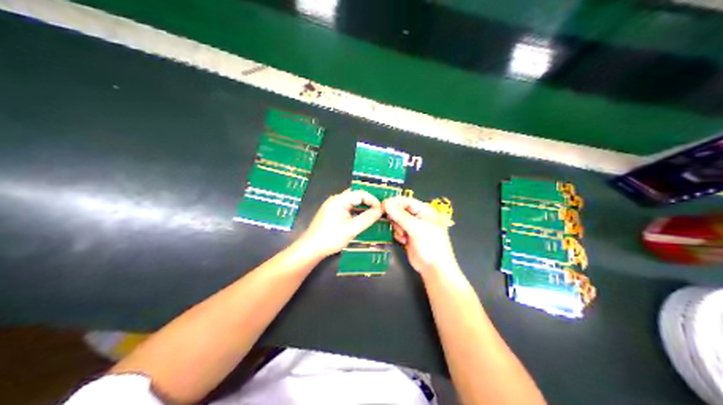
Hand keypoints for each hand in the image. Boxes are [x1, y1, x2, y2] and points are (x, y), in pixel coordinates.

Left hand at [297, 189, 383, 259]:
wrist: (311, 248)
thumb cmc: (330, 238)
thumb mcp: (352, 229)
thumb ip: (367, 218)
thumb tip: (380, 210)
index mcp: (339, 200)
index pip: (360, 193)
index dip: (373, 200)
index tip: (381, 210)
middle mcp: (335, 199)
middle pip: (356, 195)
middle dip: (369, 201)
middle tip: (380, 211)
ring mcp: (332, 206)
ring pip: (352, 202)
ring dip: (363, 206)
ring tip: (374, 214)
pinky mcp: (331, 213)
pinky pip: (347, 207)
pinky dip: (356, 211)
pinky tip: (362, 218)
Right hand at [384, 197, 456, 275]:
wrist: (434, 268)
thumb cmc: (430, 245)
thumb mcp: (416, 228)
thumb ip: (401, 216)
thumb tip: (386, 203)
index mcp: (425, 210)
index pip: (407, 201)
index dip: (394, 202)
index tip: (382, 205)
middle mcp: (419, 216)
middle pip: (400, 210)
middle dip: (396, 218)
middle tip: (397, 226)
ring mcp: (413, 227)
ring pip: (397, 220)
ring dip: (397, 227)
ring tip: (403, 236)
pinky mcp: (408, 237)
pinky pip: (398, 230)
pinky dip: (398, 235)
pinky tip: (403, 241)